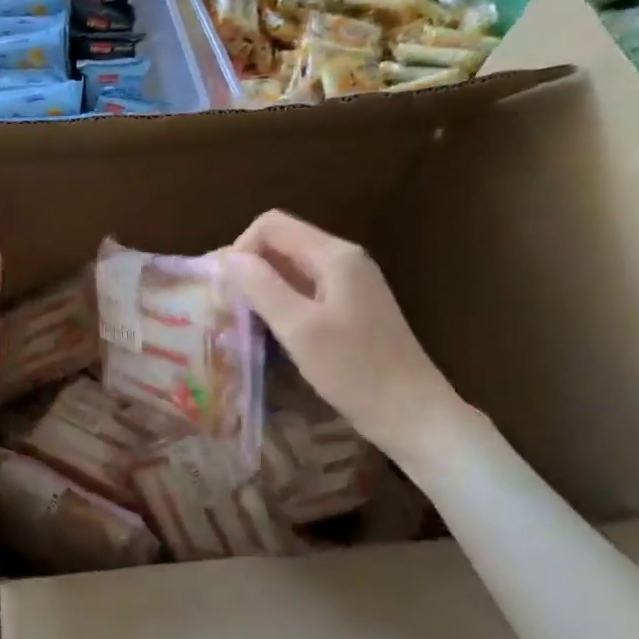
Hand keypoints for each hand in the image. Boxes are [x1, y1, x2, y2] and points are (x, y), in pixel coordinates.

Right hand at [224, 210, 470, 460]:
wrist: (412, 414)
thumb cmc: (354, 370)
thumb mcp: (299, 329)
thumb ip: (262, 287)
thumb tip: (228, 258)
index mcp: (334, 256)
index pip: (271, 225)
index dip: (241, 249)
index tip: (228, 291)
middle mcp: (343, 260)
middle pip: (280, 244)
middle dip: (248, 269)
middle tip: (226, 309)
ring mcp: (349, 284)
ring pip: (290, 269)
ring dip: (261, 288)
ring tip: (241, 322)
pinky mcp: (349, 308)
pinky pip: (303, 291)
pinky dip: (279, 304)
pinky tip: (269, 333)